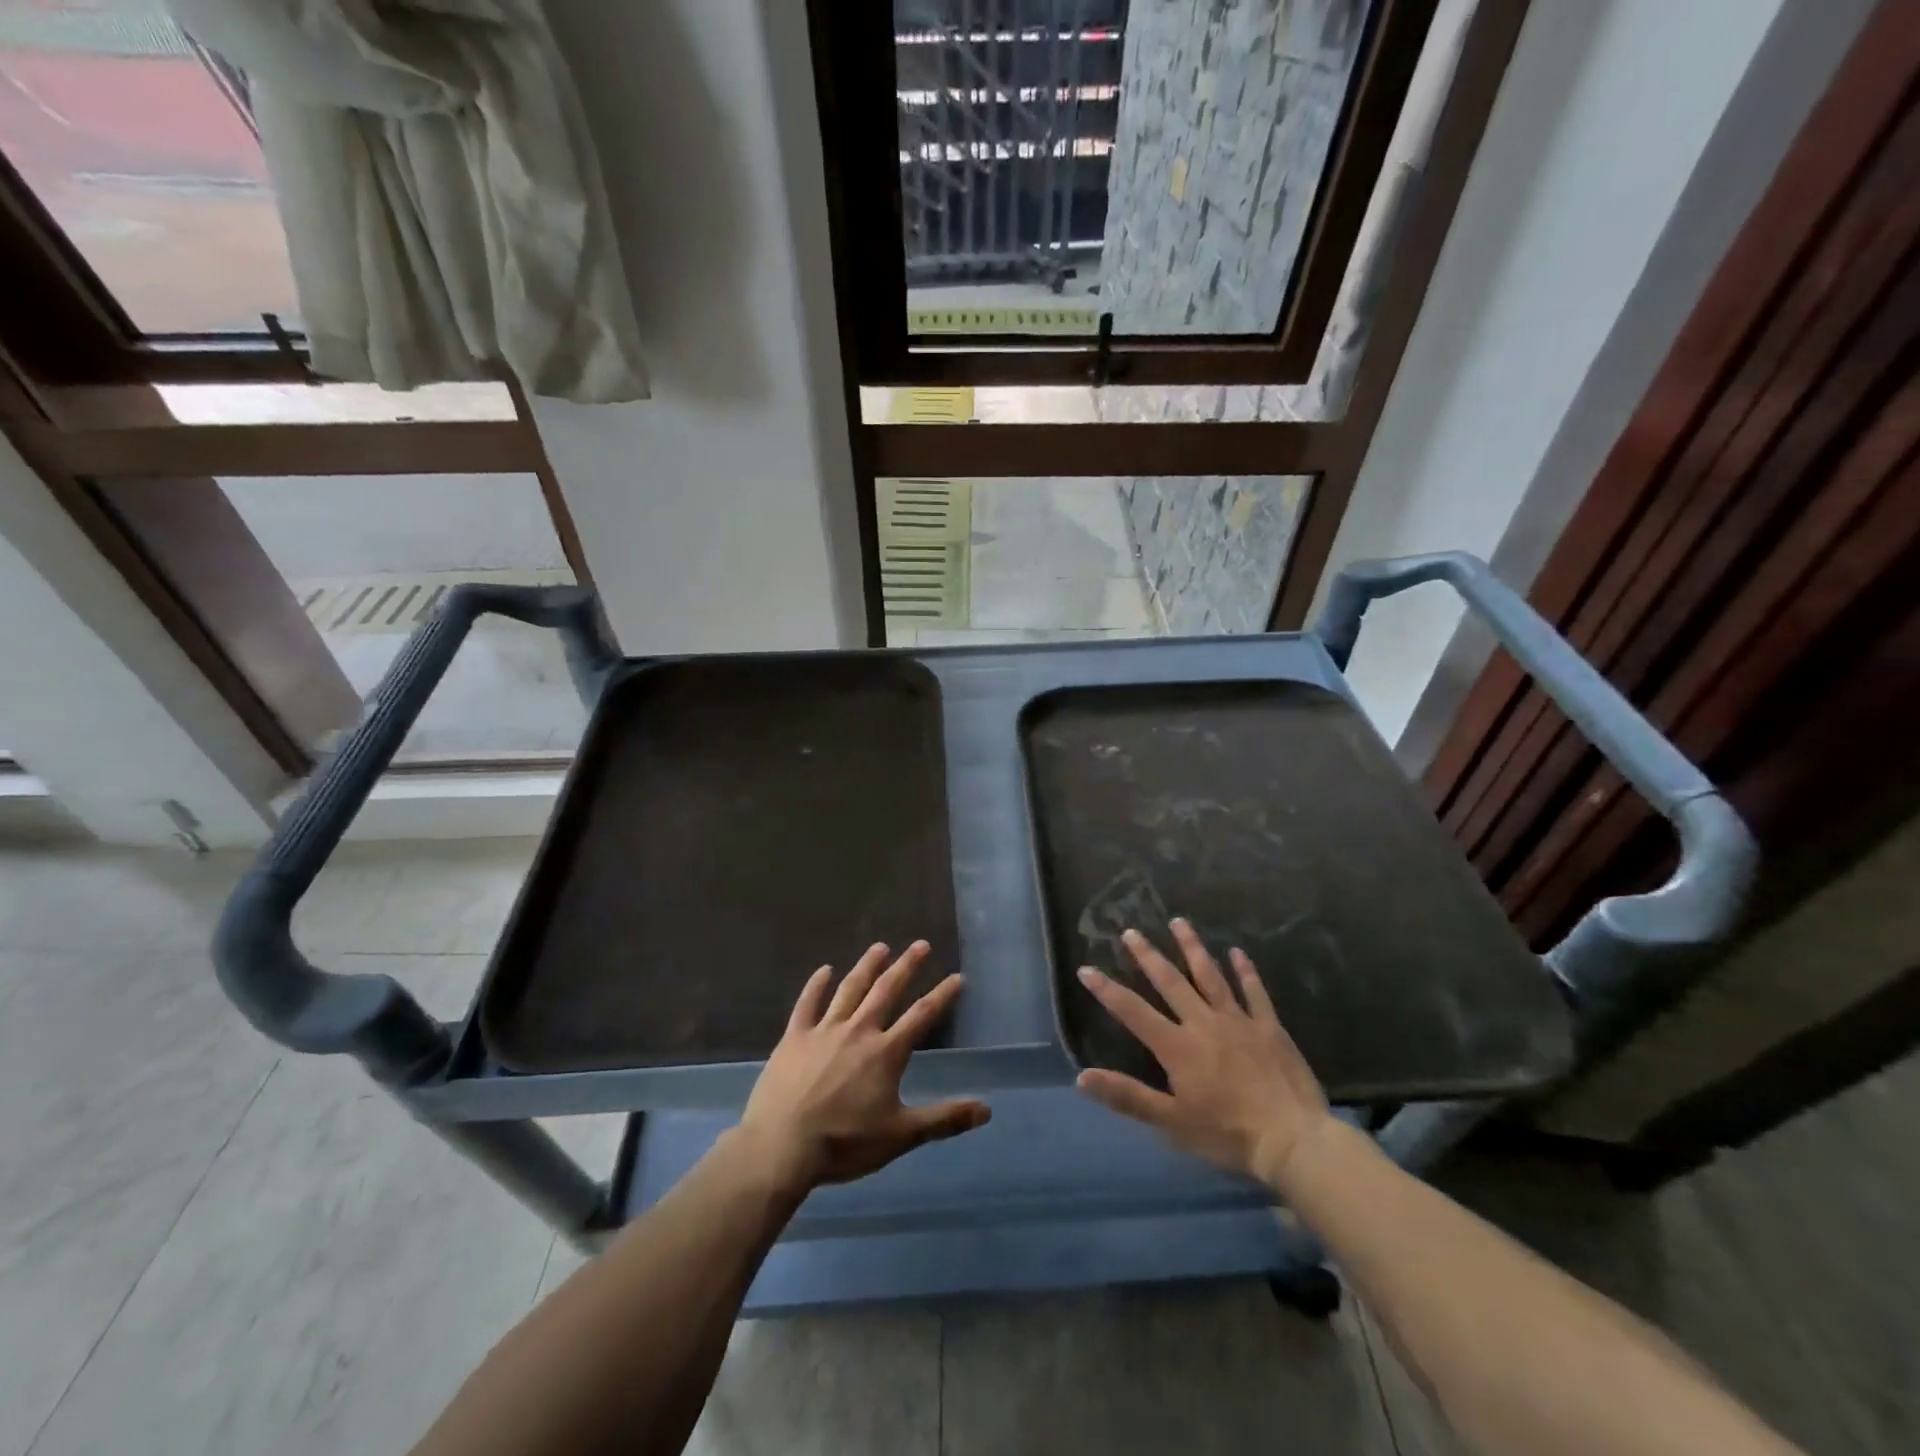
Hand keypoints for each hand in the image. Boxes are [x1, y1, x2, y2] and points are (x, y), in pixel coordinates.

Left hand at [735, 941, 989, 1195]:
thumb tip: (986, 1109)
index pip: (922, 1016)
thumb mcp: (901, 1136)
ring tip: (880, 947)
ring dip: (867, 966)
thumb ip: (944, 1119)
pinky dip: (816, 985)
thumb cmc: (844, 1144)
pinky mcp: (794, 1037)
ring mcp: (824, 1031)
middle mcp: (858, 1031)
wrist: (781, 1147)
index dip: (942, 995)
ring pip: (850, 989)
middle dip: (906, 966)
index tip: (957, 976)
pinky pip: (807, 1004)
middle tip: (920, 945)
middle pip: (886, 991)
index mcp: (886, 1052)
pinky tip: (824, 970)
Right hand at [1074, 920, 1335, 1194]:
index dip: (1107, 990)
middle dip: (1148, 956)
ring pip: (1210, 976)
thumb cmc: (1227, 1135)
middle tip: (1131, 932)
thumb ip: (1127, 1096)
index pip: (1133, 1011)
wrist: (1293, 1142)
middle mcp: (1203, 1023)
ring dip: (1192, 947)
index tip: (1086, 968)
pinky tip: (1237, 952)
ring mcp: (1238, 1021)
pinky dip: (1245, 970)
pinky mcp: (1269, 1027)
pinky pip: (1254, 992)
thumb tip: (1082, 1077)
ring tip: (1178, 922)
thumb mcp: (1170, 1122)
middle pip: (1170, 982)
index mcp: (1177, 1046)